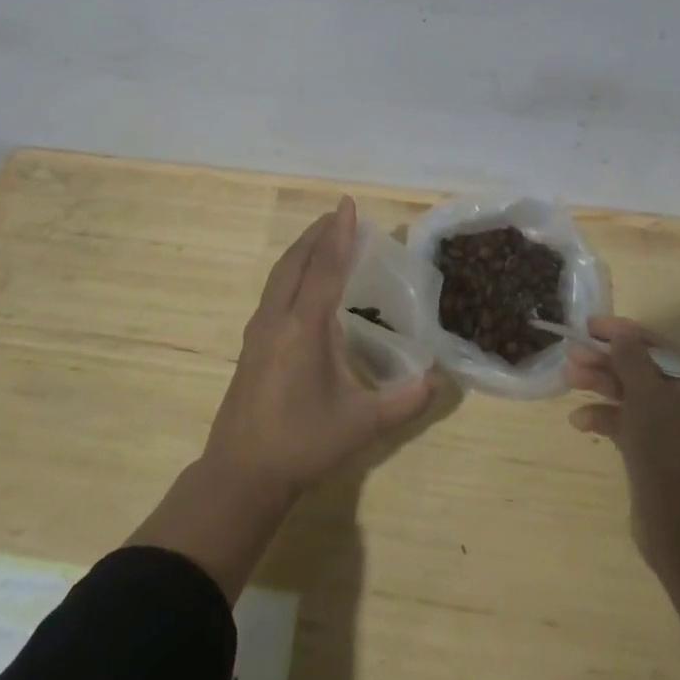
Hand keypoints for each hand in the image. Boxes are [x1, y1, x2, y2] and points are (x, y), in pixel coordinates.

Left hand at [201, 197, 434, 505]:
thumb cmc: (303, 443)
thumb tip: (438, 381)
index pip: (325, 267)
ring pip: (280, 274)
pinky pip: (273, 290)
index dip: (339, 234)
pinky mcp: (251, 344)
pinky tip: (302, 284)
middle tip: (339, 215)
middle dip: (317, 234)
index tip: (347, 204)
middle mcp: (278, 318)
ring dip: (302, 250)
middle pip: (297, 261)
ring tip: (322, 238)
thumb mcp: (362, 425)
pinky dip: (291, 272)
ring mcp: (259, 330)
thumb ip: (404, 402)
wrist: (241, 475)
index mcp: (304, 326)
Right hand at [564, 315, 679, 576]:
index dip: (622, 333)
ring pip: (630, 396)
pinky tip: (579, 420)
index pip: (657, 347)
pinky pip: (627, 424)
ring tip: (567, 378)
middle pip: (641, 370)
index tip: (589, 325)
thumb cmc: (667, 452)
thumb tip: (621, 334)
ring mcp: (671, 431)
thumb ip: (631, 358)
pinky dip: (604, 418)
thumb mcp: (647, 396)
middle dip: (605, 360)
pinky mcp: (654, 454)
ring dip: (599, 384)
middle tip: (571, 353)